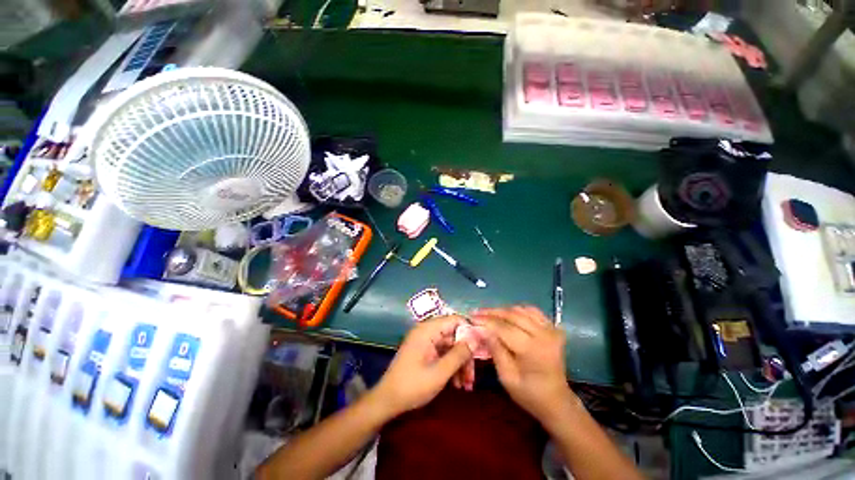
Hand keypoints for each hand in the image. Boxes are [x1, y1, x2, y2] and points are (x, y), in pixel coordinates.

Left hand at [373, 315, 472, 416]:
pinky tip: (457, 385)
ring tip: (466, 386)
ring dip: (460, 364)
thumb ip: (459, 354)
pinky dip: (451, 366)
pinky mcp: (425, 351)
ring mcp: (426, 342)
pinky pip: (443, 354)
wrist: (387, 401)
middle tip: (473, 377)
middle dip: (466, 355)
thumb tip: (477, 337)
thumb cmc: (412, 386)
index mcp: (428, 330)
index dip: (470, 331)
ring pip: (451, 346)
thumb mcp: (439, 372)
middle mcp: (427, 331)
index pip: (455, 320)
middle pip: (454, 335)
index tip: (483, 347)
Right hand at [472, 306, 575, 423]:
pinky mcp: (553, 328)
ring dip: (503, 310)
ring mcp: (550, 329)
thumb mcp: (507, 377)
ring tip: (488, 314)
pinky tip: (507, 315)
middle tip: (476, 312)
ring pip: (521, 310)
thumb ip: (495, 350)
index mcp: (532, 350)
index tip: (471, 318)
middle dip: (492, 312)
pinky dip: (517, 310)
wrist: (557, 400)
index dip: (486, 321)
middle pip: (512, 315)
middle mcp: (543, 335)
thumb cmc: (529, 393)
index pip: (503, 327)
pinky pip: (532, 311)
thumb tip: (481, 329)